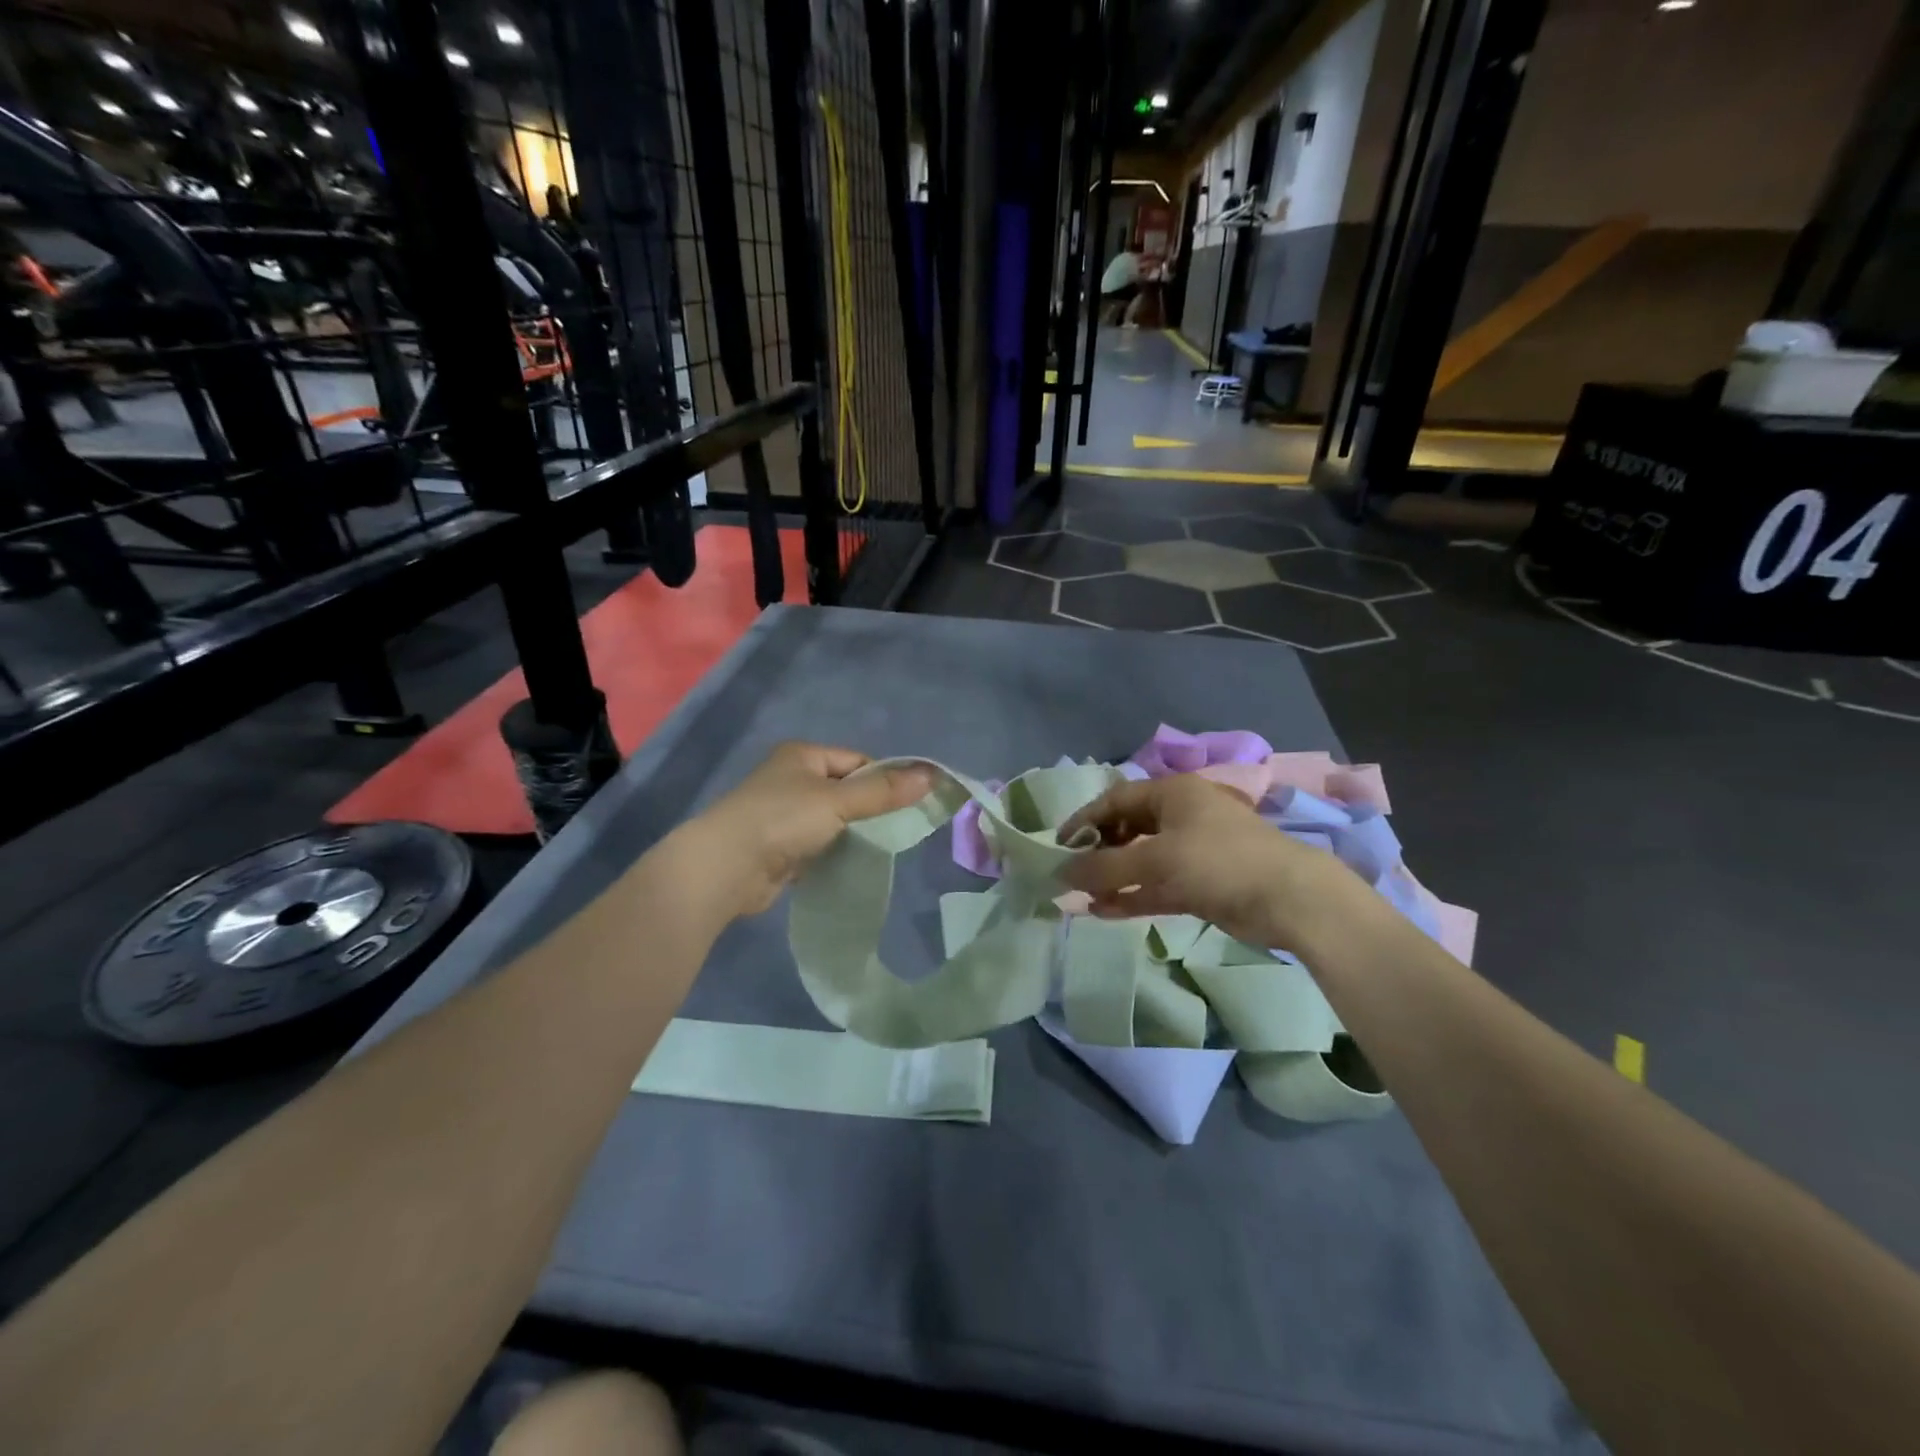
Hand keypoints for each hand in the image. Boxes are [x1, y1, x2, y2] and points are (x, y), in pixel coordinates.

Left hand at [686, 743, 933, 917]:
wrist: (726, 867)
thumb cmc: (782, 819)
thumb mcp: (838, 801)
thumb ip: (883, 791)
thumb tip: (932, 777)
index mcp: (802, 755)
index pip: (857, 761)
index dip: (883, 779)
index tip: (906, 804)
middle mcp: (791, 779)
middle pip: (845, 790)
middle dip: (868, 809)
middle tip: (896, 830)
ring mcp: (782, 813)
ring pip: (832, 819)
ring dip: (850, 833)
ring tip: (876, 849)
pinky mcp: (779, 846)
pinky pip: (817, 844)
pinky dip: (832, 852)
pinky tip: (848, 864)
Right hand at [1058, 774, 1359, 951]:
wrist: (1290, 899)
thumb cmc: (1219, 862)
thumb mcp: (1155, 860)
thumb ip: (1104, 867)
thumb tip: (1060, 874)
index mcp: (1173, 793)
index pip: (1116, 799)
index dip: (1084, 819)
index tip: (1058, 844)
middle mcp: (1182, 815)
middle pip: (1128, 827)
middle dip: (1098, 850)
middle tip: (1071, 871)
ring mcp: (1193, 850)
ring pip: (1141, 859)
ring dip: (1112, 876)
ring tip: (1081, 896)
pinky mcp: (1202, 882)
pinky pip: (1157, 884)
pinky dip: (1132, 895)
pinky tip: (1103, 911)